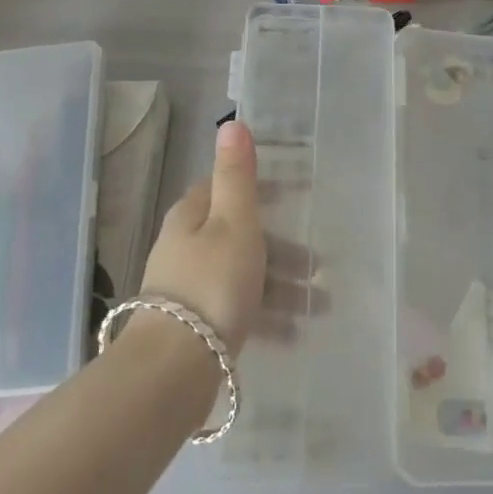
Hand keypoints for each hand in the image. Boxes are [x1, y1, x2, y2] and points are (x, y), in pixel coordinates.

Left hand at [136, 120, 322, 355]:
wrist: (173, 370)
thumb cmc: (212, 284)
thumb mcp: (233, 222)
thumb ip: (237, 176)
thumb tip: (231, 123)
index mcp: (191, 217)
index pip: (225, 189)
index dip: (261, 188)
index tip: (297, 194)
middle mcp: (185, 248)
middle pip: (239, 236)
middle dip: (280, 247)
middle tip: (317, 263)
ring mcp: (187, 289)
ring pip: (242, 275)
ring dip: (280, 286)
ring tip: (320, 304)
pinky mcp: (193, 328)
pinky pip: (237, 311)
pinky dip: (266, 316)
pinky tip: (295, 333)